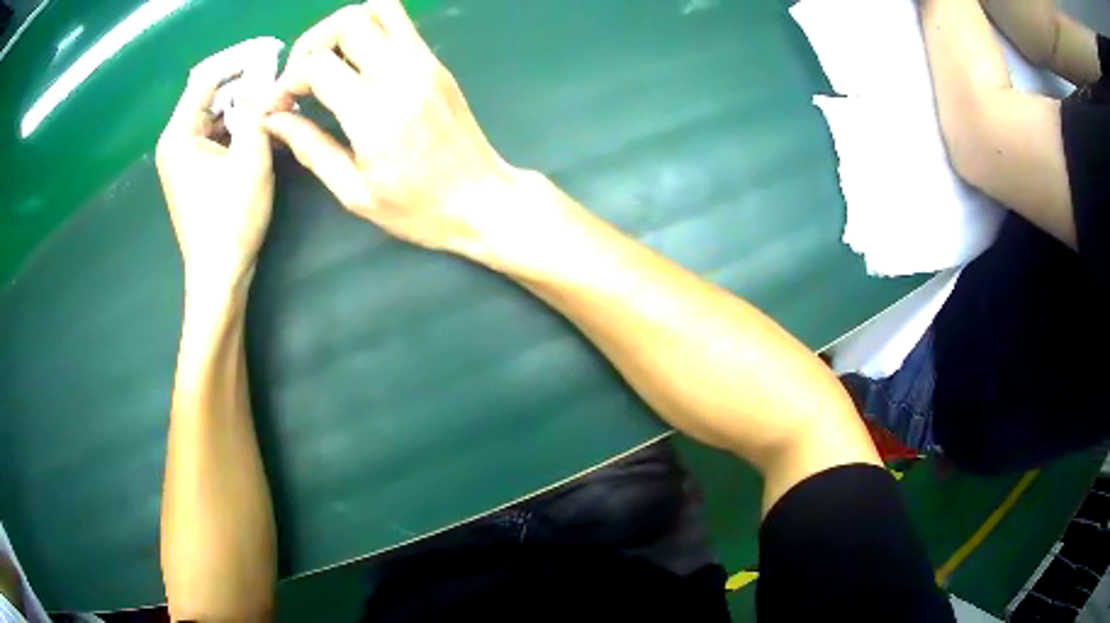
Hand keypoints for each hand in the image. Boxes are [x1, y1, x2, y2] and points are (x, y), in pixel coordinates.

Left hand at [157, 62, 274, 291]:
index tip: (272, 52)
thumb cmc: (230, 221)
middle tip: (279, 80)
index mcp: (179, 135)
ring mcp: (182, 159)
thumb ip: (260, 112)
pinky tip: (260, 130)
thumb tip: (273, 79)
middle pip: (210, 96)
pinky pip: (215, 136)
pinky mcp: (193, 174)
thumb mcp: (251, 159)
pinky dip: (237, 128)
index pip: (207, 78)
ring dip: (244, 107)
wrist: (218, 278)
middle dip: (245, 85)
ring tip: (275, 103)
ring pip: (215, 116)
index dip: (239, 60)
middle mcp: (175, 142)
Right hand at [263, 1, 521, 261]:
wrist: (483, 199)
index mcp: (376, 113)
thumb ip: (310, 149)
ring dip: (343, 28)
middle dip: (311, 43)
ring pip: (380, 9)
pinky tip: (356, 64)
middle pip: (348, 21)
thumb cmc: (418, 208)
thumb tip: (273, 121)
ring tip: (327, 62)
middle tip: (301, 77)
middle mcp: (402, 74)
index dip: (288, 80)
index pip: (319, 64)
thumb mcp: (354, 192)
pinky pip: (400, 24)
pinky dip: (370, 30)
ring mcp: (425, 62)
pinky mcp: (436, 62)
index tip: (280, 105)